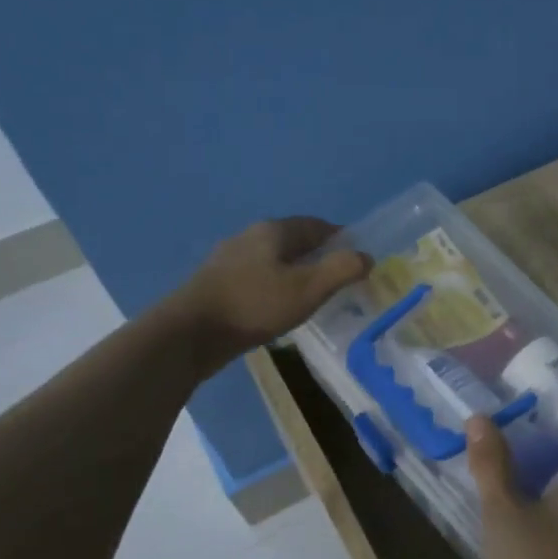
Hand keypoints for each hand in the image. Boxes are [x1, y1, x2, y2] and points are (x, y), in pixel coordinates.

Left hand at [175, 217, 367, 357]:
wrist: (191, 332)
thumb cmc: (255, 305)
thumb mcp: (308, 289)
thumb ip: (341, 270)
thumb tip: (366, 257)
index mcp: (273, 231)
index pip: (317, 225)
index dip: (341, 239)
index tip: (357, 261)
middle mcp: (250, 236)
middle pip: (294, 241)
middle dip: (318, 256)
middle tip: (338, 281)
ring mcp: (229, 259)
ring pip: (273, 260)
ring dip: (295, 272)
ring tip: (311, 296)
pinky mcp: (217, 282)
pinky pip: (257, 277)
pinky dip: (274, 286)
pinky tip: (277, 307)